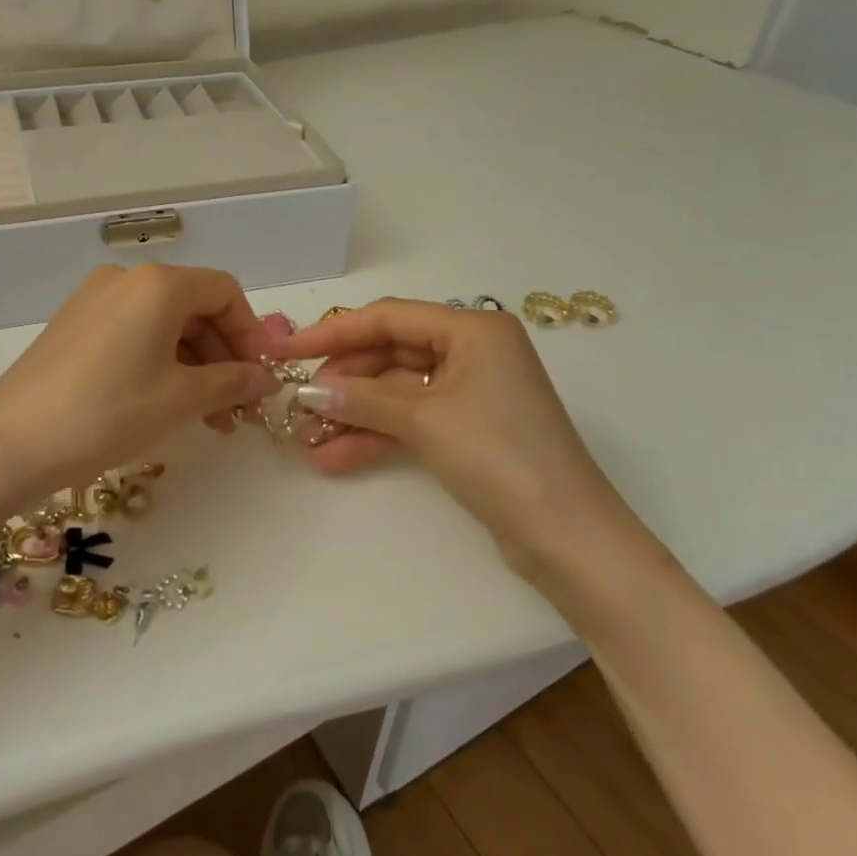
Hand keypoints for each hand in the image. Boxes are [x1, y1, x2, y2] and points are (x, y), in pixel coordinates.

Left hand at [0, 265, 281, 501]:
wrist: (11, 443)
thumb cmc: (108, 413)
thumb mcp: (181, 399)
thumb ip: (233, 382)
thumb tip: (267, 379)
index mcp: (158, 283)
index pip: (225, 293)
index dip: (251, 334)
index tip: (261, 378)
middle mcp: (126, 279)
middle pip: (195, 307)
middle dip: (224, 356)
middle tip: (238, 408)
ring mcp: (95, 299)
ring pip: (164, 323)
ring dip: (195, 364)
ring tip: (209, 417)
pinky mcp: (75, 324)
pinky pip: (134, 332)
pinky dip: (161, 361)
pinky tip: (168, 402)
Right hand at [273, 299, 632, 575]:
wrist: (568, 538)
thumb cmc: (500, 456)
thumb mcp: (425, 420)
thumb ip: (362, 399)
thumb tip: (310, 392)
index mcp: (473, 329)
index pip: (389, 318)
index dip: (334, 333)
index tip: (288, 352)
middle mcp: (472, 351)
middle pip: (390, 354)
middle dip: (343, 381)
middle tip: (298, 404)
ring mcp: (470, 392)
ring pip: (396, 391)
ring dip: (353, 414)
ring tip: (306, 438)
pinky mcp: (466, 430)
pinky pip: (410, 421)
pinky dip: (375, 436)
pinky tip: (333, 458)